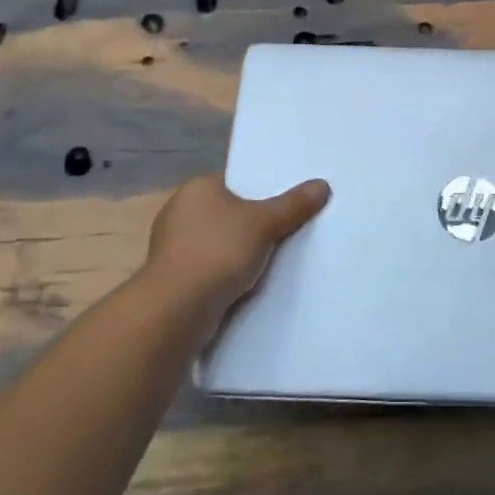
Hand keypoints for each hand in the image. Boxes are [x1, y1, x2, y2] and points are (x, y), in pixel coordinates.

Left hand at [144, 173, 329, 323]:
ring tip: (274, 261)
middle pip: (228, 212)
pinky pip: (208, 269)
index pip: (235, 181)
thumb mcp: (264, 223)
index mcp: (197, 187)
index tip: (285, 203)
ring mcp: (171, 247)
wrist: (175, 312)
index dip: (261, 191)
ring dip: (238, 253)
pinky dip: (226, 276)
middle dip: (252, 224)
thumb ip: (293, 205)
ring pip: (218, 243)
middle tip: (287, 230)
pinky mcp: (172, 279)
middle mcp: (179, 211)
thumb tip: (322, 185)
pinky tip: (249, 286)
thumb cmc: (218, 252)